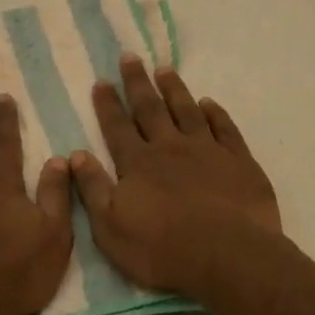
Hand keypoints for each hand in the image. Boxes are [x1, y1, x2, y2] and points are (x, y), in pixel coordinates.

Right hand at [69, 56, 281, 296]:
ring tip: (165, 69)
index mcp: (138, 163)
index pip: (117, 126)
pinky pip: (225, 128)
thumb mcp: (110, 228)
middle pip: (150, 109)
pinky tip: (209, 103)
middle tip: (130, 57)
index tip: (102, 81)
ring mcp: (207, 151)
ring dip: (174, 89)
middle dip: (138, 83)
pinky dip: (215, 113)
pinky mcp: (239, 162)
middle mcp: (170, 148)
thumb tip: (75, 155)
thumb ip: (93, 189)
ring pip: (187, 111)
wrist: (229, 258)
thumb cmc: (162, 249)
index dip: (108, 104)